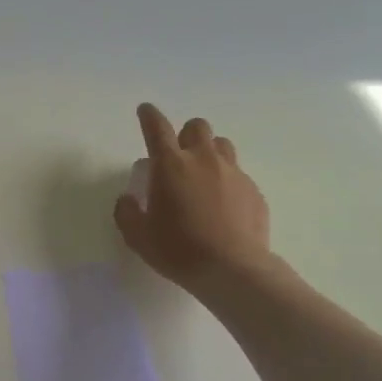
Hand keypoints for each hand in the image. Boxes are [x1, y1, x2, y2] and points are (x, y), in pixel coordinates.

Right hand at [113, 103, 273, 297]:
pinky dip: (227, 182)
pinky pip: (238, 175)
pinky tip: (223, 206)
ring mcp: (233, 173)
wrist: (232, 269)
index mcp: (170, 165)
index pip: (157, 128)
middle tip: (178, 157)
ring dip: (209, 152)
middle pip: (197, 127)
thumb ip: (127, 212)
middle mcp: (203, 160)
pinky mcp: (253, 191)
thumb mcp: (138, 236)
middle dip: (185, 135)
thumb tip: (128, 199)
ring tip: (202, 176)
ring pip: (222, 145)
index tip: (145, 110)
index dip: (149, 116)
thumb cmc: (178, 250)